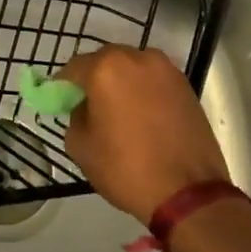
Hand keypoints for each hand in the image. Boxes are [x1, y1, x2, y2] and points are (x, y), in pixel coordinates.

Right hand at [58, 45, 229, 221]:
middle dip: (93, 79)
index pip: (73, 68)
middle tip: (89, 106)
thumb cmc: (127, 168)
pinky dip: (143, 91)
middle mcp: (137, 58)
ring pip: (132, 68)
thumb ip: (75, 117)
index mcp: (106, 68)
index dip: (63, 85)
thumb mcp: (81, 147)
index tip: (60, 101)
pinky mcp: (186, 85)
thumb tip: (85, 108)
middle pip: (104, 61)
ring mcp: (166, 69)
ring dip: (121, 82)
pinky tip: (142, 115)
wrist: (189, 193)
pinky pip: (153, 80)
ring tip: (119, 111)